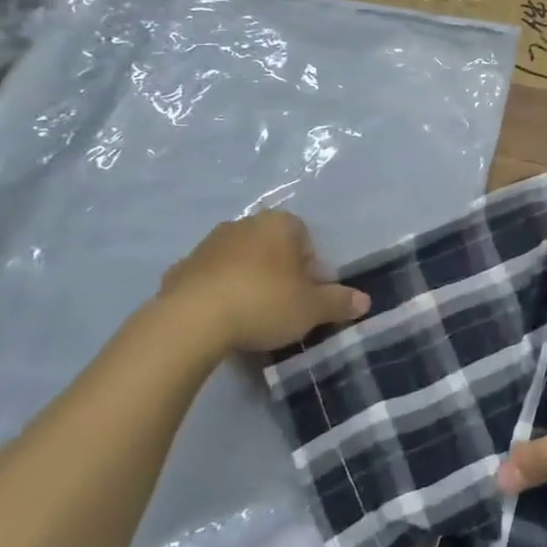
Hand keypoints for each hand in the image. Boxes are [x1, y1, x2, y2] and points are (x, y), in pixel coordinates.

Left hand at [150, 210, 369, 361]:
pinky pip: (209, 278)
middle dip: (279, 271)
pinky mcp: (180, 268)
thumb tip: (365, 301)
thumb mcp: (311, 309)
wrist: (191, 321)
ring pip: (239, 260)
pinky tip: (220, 319)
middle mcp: (244, 224)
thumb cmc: (263, 303)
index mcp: (279, 224)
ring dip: (247, 279)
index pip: (304, 237)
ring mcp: (208, 244)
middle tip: (284, 305)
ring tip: (251, 315)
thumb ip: (339, 302)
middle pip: (271, 246)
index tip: (308, 294)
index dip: (310, 266)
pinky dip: (217, 292)